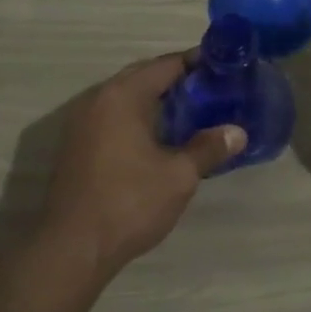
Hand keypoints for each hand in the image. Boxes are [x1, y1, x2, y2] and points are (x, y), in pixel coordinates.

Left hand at [40, 53, 245, 273]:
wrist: (72, 248)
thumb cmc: (129, 203)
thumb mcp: (179, 176)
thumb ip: (208, 148)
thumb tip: (238, 133)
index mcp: (123, 96)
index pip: (166, 65)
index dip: (196, 63)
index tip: (223, 67)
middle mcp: (98, 99)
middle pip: (143, 76)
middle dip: (176, 79)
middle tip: (211, 88)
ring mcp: (81, 123)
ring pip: (125, 97)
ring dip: (155, 99)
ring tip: (191, 111)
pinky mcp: (76, 146)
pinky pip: (113, 116)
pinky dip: (137, 116)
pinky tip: (159, 137)